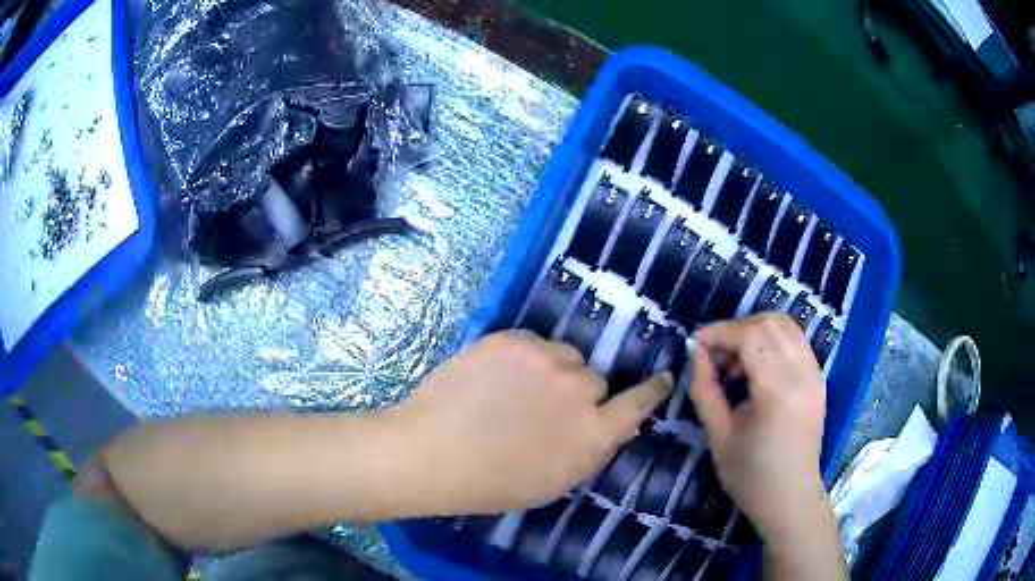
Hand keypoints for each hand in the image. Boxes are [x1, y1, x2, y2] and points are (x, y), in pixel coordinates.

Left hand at [388, 330, 673, 514]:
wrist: (431, 453)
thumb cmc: (493, 483)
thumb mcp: (555, 482)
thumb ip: (592, 451)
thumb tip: (617, 425)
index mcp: (592, 432)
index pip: (638, 403)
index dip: (651, 390)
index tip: (660, 379)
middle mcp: (577, 389)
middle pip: (595, 378)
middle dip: (579, 393)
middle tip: (545, 408)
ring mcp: (543, 359)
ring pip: (565, 356)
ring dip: (552, 371)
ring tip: (517, 391)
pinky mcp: (511, 339)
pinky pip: (533, 342)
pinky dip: (523, 358)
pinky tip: (496, 378)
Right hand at [689, 313, 828, 545]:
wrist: (790, 499)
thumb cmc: (751, 476)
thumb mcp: (719, 437)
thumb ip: (706, 390)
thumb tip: (697, 354)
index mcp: (779, 390)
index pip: (751, 336)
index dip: (720, 332)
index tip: (695, 344)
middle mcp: (803, 373)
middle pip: (770, 323)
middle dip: (736, 329)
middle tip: (714, 354)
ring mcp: (816, 374)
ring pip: (786, 326)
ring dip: (755, 332)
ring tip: (734, 362)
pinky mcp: (818, 379)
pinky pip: (796, 342)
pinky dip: (772, 342)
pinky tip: (756, 368)